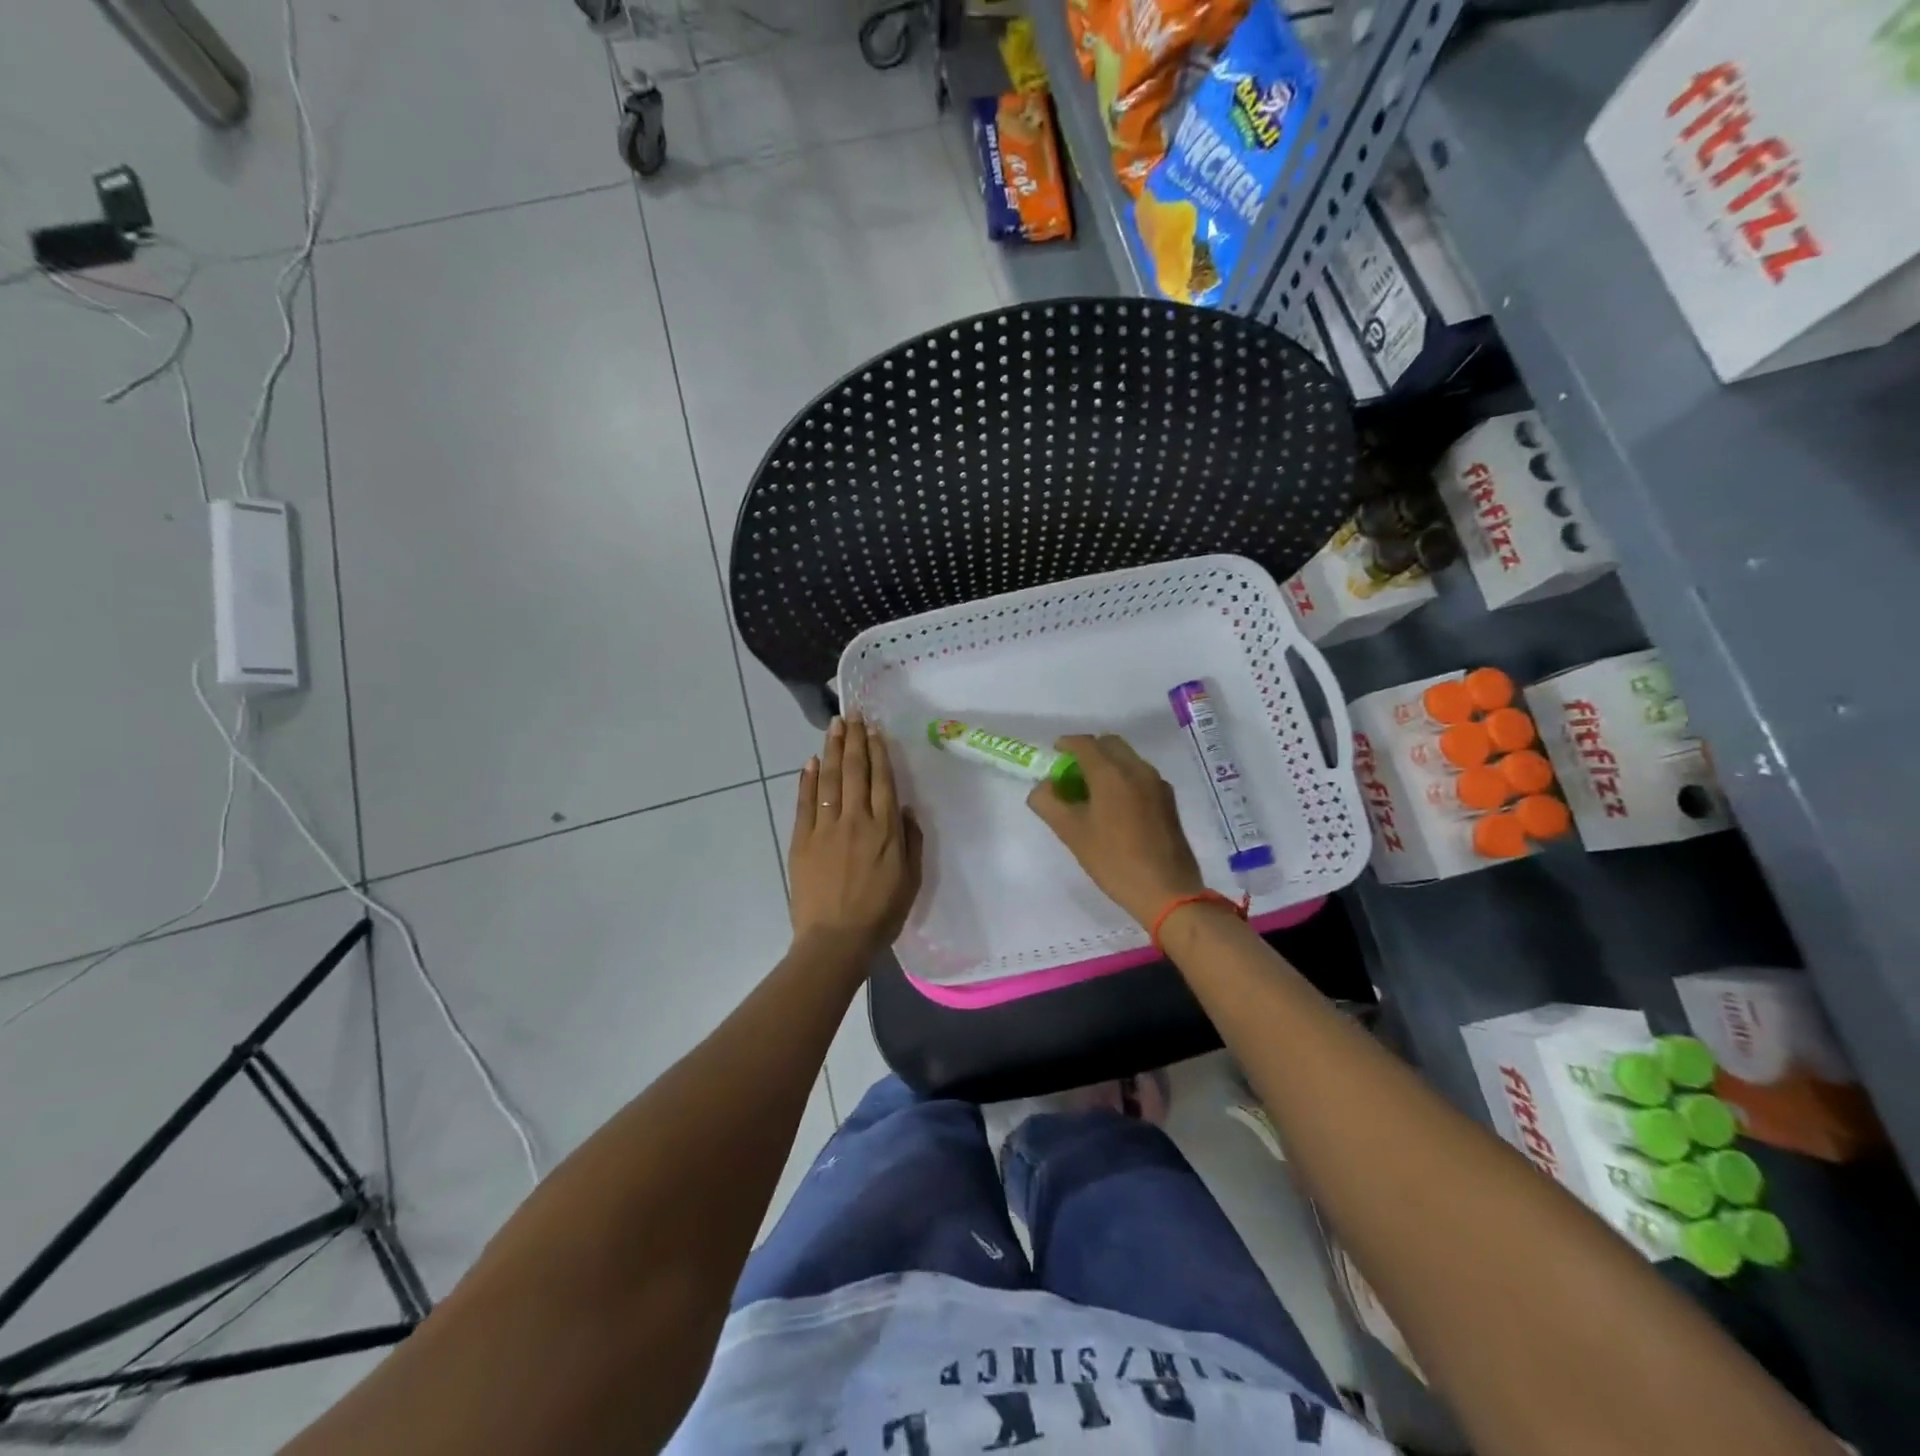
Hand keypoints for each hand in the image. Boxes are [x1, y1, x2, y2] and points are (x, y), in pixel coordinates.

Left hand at [788, 714, 923, 961]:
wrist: (836, 940)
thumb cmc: (881, 913)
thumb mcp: (911, 879)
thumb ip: (911, 841)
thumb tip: (906, 809)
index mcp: (885, 828)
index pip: (881, 779)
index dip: (878, 751)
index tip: (874, 729)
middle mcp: (855, 819)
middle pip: (854, 771)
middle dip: (853, 740)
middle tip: (851, 715)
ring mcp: (825, 827)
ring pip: (828, 779)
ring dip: (831, 750)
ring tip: (834, 726)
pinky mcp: (802, 840)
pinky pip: (805, 802)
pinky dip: (806, 780)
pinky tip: (809, 762)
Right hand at [1026, 734, 1206, 926]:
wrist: (1166, 890)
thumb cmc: (1113, 860)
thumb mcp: (1071, 833)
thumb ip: (1049, 803)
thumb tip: (1042, 787)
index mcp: (1111, 773)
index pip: (1084, 744)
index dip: (1065, 744)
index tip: (1053, 754)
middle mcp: (1137, 769)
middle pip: (1109, 744)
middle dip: (1088, 751)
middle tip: (1071, 773)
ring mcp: (1157, 783)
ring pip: (1127, 759)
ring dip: (1107, 764)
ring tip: (1091, 791)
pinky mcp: (1168, 800)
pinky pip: (1140, 775)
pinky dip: (1123, 777)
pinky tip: (1115, 806)